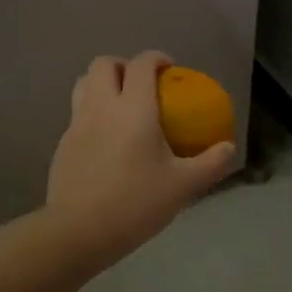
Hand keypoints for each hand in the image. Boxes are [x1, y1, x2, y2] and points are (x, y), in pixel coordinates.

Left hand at [44, 52, 236, 268]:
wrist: (77, 233)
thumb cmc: (135, 204)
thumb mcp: (183, 187)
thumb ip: (210, 164)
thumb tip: (228, 147)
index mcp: (133, 109)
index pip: (141, 64)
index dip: (156, 58)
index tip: (170, 69)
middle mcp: (101, 106)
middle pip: (104, 64)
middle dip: (124, 65)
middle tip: (142, 84)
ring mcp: (77, 123)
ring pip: (83, 83)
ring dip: (102, 83)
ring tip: (120, 104)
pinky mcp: (62, 143)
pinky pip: (76, 112)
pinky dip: (91, 111)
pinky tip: (105, 139)